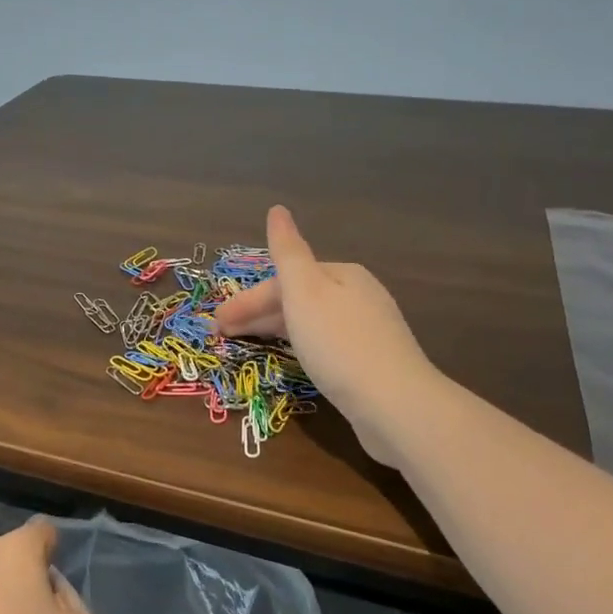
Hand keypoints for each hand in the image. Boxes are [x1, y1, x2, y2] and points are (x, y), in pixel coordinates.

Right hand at [211, 205, 433, 464]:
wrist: (396, 404)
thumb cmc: (339, 343)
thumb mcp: (304, 292)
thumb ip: (287, 251)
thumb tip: (277, 209)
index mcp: (342, 273)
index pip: (284, 279)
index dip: (247, 298)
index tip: (217, 322)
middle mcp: (359, 294)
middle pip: (298, 298)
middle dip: (258, 314)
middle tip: (223, 335)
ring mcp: (370, 329)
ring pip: (311, 321)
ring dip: (275, 330)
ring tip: (248, 346)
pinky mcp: (374, 361)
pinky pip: (326, 343)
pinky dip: (300, 346)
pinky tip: (292, 360)